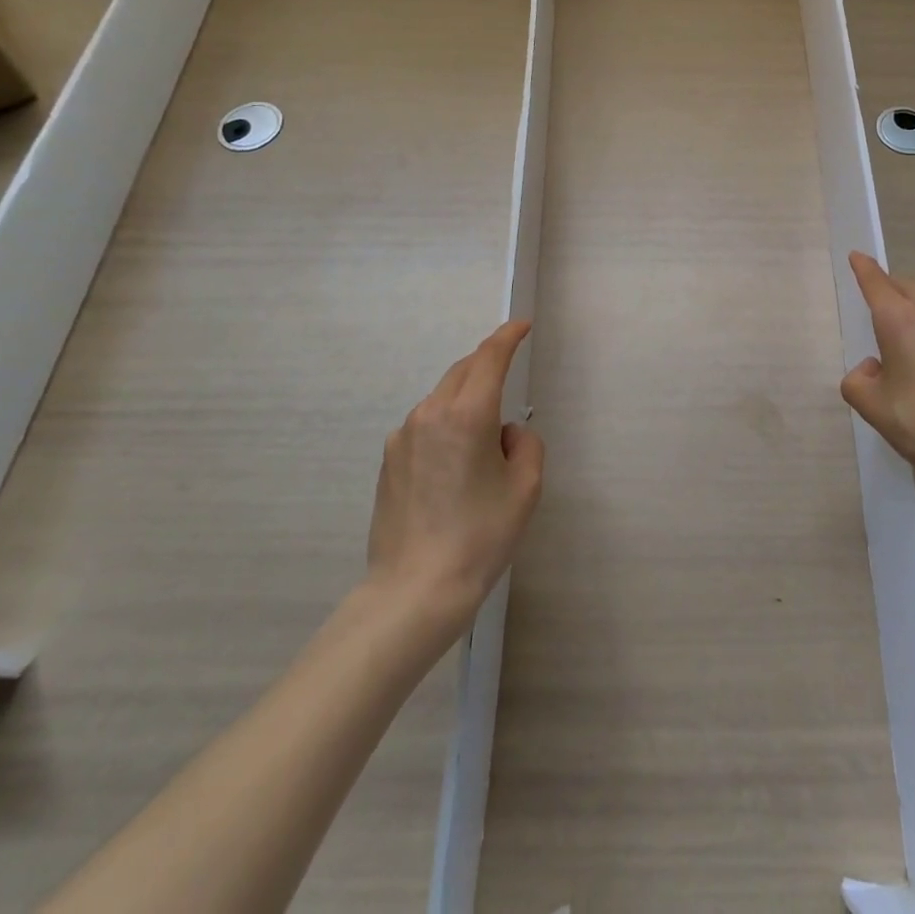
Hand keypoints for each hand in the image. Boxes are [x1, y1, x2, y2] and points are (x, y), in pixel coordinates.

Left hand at [366, 321, 543, 621]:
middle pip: (463, 371)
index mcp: (468, 415)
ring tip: (484, 434)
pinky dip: (445, 423)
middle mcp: (431, 414)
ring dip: (466, 396)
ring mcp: (403, 436)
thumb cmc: (480, 536)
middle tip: (508, 368)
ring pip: (442, 397)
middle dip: (487, 362)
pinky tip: (454, 462)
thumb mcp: (525, 488)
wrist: (414, 590)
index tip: (522, 325)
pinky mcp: (389, 459)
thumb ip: (525, 444)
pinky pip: (424, 424)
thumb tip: (504, 434)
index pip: (490, 358)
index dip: (508, 336)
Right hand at [840, 253, 914, 501]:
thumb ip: (858, 380)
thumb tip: (873, 369)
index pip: (876, 281)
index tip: (857, 257)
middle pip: (908, 287)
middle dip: (891, 289)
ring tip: (910, 340)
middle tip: (879, 305)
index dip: (864, 268)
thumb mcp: (871, 406)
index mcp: (900, 319)